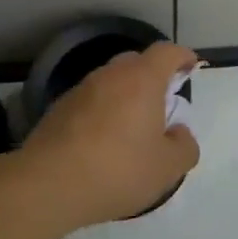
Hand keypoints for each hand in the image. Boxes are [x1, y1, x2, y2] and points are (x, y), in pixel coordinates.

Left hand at [22, 42, 201, 228]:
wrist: (47, 186)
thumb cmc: (118, 170)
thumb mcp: (168, 168)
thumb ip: (184, 146)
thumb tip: (178, 133)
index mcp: (142, 80)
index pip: (167, 52)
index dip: (182, 57)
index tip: (191, 68)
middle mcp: (110, 75)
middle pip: (136, 62)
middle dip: (153, 77)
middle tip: (162, 105)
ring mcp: (80, 91)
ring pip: (110, 82)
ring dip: (124, 97)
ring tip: (130, 129)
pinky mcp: (57, 110)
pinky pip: (90, 102)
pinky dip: (101, 113)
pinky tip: (101, 144)